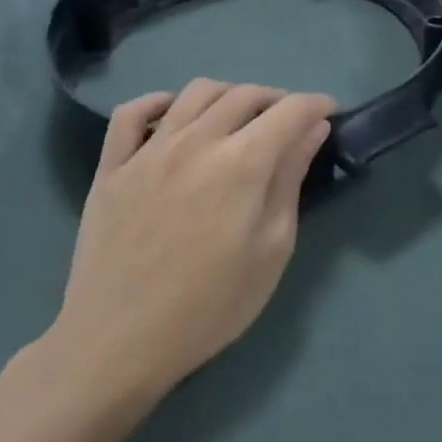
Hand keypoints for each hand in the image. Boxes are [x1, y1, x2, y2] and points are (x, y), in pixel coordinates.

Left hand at [42, 79, 336, 406]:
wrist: (114, 349)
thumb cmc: (208, 306)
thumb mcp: (272, 249)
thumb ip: (291, 180)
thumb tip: (313, 130)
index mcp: (242, 162)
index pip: (292, 109)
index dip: (317, 105)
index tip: (328, 114)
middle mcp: (198, 141)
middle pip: (247, 93)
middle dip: (277, 100)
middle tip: (287, 124)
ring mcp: (150, 151)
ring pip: (197, 92)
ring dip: (228, 95)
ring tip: (237, 119)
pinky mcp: (112, 168)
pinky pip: (131, 113)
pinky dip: (157, 103)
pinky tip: (172, 117)